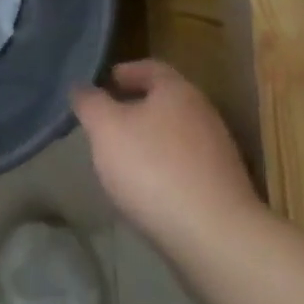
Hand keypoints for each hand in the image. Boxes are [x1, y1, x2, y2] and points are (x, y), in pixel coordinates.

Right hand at [72, 60, 263, 253]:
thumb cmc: (152, 168)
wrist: (213, 236)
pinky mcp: (221, 186)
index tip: (103, 83)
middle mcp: (203, 113)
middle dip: (134, 107)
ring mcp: (217, 152)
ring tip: (120, 156)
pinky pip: (184, 164)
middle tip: (105, 120)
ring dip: (148, 139)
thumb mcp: (105, 128)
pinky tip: (145, 187)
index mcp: (178, 91)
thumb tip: (82, 88)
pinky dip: (162, 167)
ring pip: (174, 134)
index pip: (150, 67)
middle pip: (164, 101)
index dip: (125, 71)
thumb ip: (90, 103)